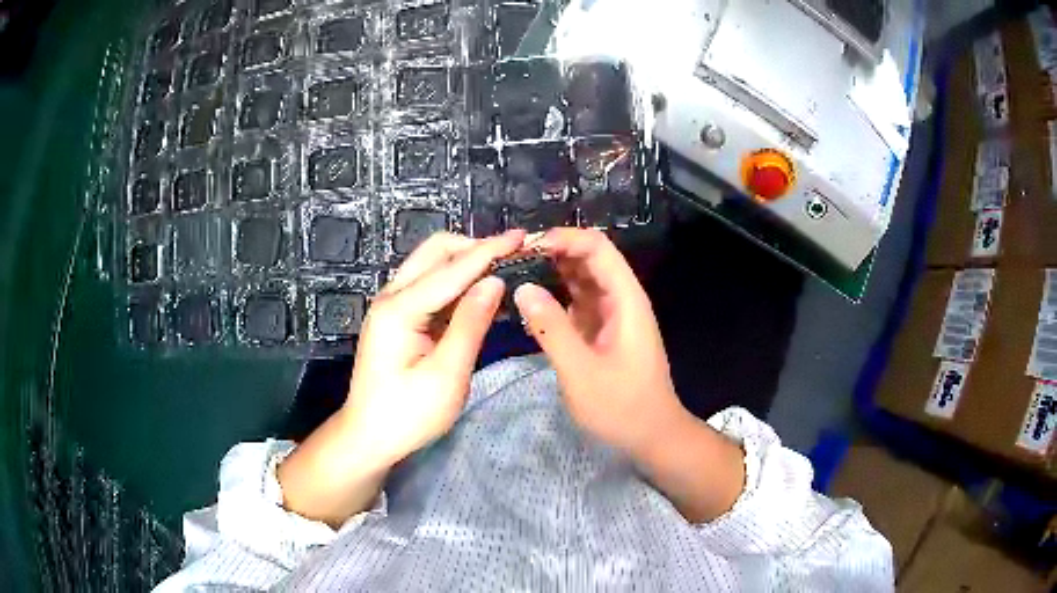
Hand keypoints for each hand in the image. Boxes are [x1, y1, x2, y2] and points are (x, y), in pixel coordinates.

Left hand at [345, 230, 525, 467]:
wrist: (368, 437)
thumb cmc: (407, 415)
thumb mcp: (447, 375)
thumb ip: (471, 324)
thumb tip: (495, 281)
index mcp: (400, 309)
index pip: (452, 269)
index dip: (490, 250)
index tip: (522, 236)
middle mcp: (391, 297)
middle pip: (435, 251)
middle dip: (474, 247)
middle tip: (512, 256)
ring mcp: (391, 305)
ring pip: (430, 264)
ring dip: (465, 260)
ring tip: (502, 268)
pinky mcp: (396, 317)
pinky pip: (428, 284)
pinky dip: (455, 280)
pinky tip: (477, 290)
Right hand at [513, 228, 684, 457]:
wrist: (651, 435)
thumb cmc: (622, 406)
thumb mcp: (581, 371)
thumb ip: (552, 328)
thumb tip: (523, 288)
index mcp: (625, 300)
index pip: (597, 248)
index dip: (564, 238)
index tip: (527, 246)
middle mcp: (620, 299)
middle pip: (588, 258)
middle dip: (553, 252)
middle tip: (511, 259)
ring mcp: (611, 315)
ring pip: (581, 279)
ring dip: (551, 272)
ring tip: (513, 273)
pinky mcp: (601, 331)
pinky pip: (577, 303)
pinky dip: (555, 297)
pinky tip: (529, 301)